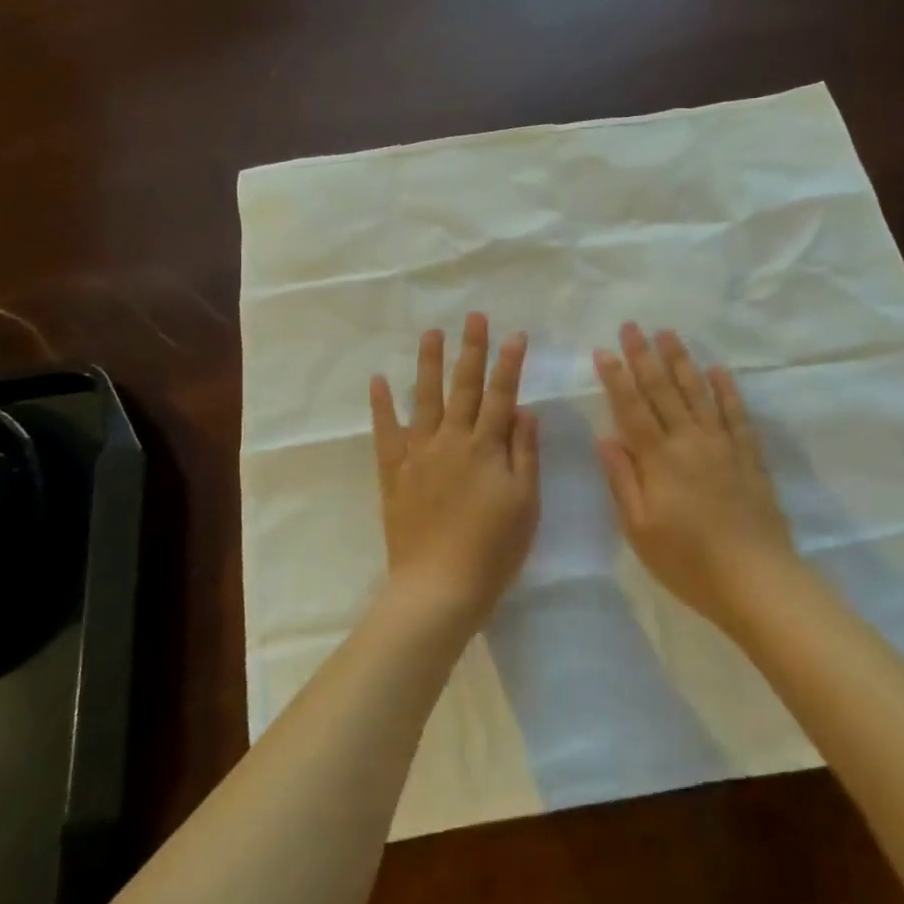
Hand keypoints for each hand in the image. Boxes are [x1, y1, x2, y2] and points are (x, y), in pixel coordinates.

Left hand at [370, 313, 539, 630]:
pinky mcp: (395, 472)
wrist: (439, 586)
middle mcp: (451, 441)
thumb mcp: (525, 503)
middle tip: (474, 316)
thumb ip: (524, 452)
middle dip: (471, 350)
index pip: (501, 395)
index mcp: (486, 448)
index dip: (509, 364)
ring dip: (429, 364)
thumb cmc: (493, 549)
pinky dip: (381, 405)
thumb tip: (522, 410)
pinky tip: (378, 380)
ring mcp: (419, 454)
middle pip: (463, 387)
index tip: (515, 334)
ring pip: (424, 399)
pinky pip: (386, 432)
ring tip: (432, 333)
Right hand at [594, 322, 802, 631]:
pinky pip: (737, 415)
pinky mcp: (749, 457)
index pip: (632, 409)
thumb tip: (606, 437)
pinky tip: (718, 370)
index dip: (616, 378)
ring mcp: (723, 446)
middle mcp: (690, 442)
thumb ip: (623, 480)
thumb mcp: (639, 529)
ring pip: (699, 393)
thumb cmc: (688, 562)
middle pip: (664, 391)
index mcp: (659, 460)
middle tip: (632, 325)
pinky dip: (727, 390)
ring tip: (669, 334)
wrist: (756, 580)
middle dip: (644, 356)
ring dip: (682, 361)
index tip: (604, 350)